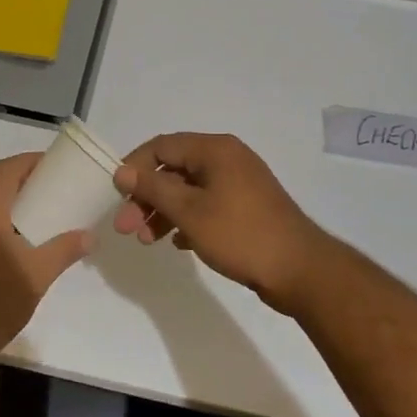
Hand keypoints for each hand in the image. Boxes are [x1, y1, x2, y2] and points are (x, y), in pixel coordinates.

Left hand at [0, 153, 93, 366]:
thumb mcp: (35, 278)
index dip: (30, 161)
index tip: (55, 165)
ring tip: (38, 217)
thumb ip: (63, 251)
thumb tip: (89, 236)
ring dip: (8, 205)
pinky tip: (14, 246)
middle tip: (53, 191)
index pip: (6, 169)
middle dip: (23, 183)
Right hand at [112, 133, 333, 315]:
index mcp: (215, 149)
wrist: (299, 270)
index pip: (162, 146)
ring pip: (188, 190)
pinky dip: (187, 220)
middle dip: (146, 197)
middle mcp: (227, 159)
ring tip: (147, 241)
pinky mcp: (246, 207)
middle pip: (173, 169)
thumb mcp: (189, 211)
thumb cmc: (240, 234)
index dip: (134, 168)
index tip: (117, 197)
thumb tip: (122, 171)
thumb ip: (153, 188)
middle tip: (127, 229)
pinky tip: (177, 244)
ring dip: (164, 212)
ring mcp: (239, 183)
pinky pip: (206, 205)